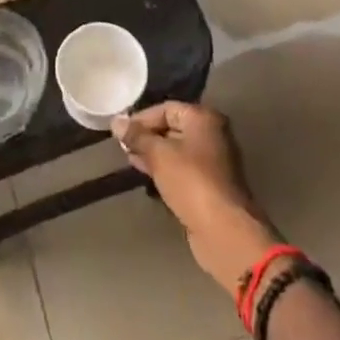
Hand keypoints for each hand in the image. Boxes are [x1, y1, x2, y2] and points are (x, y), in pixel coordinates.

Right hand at [113, 101, 280, 298]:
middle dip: (146, 136)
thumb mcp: (158, 154)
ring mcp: (213, 161)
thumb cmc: (191, 182)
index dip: (141, 118)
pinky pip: (182, 169)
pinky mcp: (209, 185)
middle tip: (123, 147)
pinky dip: (165, 170)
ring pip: (176, 150)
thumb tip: (116, 121)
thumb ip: (137, 136)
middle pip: (172, 127)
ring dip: (153, 154)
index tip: (120, 132)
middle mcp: (212, 134)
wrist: (223, 230)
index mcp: (203, 118)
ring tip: (130, 160)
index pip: (166, 108)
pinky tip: (147, 176)